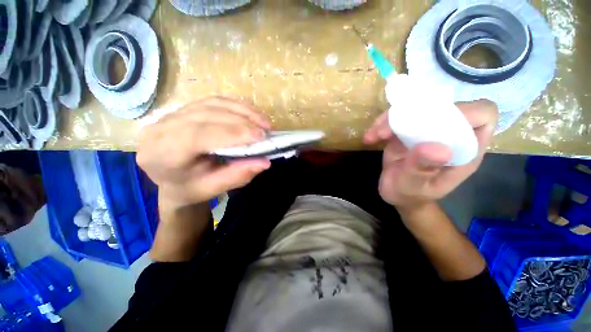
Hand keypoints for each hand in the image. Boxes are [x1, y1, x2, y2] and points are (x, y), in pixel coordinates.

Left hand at [136, 97, 271, 208]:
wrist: (171, 180)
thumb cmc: (190, 188)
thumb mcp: (213, 189)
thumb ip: (237, 175)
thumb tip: (265, 162)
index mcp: (162, 154)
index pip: (199, 135)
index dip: (233, 132)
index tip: (261, 136)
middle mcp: (161, 128)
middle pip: (207, 115)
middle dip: (242, 121)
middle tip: (267, 129)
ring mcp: (171, 114)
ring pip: (211, 104)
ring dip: (242, 111)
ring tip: (263, 121)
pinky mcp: (184, 109)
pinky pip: (213, 101)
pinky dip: (235, 106)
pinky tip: (250, 114)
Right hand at [364, 100, 497, 210]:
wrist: (396, 194)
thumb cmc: (410, 195)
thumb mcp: (414, 187)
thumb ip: (422, 170)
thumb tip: (436, 148)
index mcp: (465, 150)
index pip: (482, 116)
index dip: (464, 112)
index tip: (431, 122)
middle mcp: (448, 135)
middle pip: (443, 107)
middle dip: (413, 114)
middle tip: (387, 131)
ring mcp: (427, 132)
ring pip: (415, 110)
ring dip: (391, 119)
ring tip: (374, 136)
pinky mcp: (408, 132)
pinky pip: (397, 120)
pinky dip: (381, 125)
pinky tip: (370, 138)